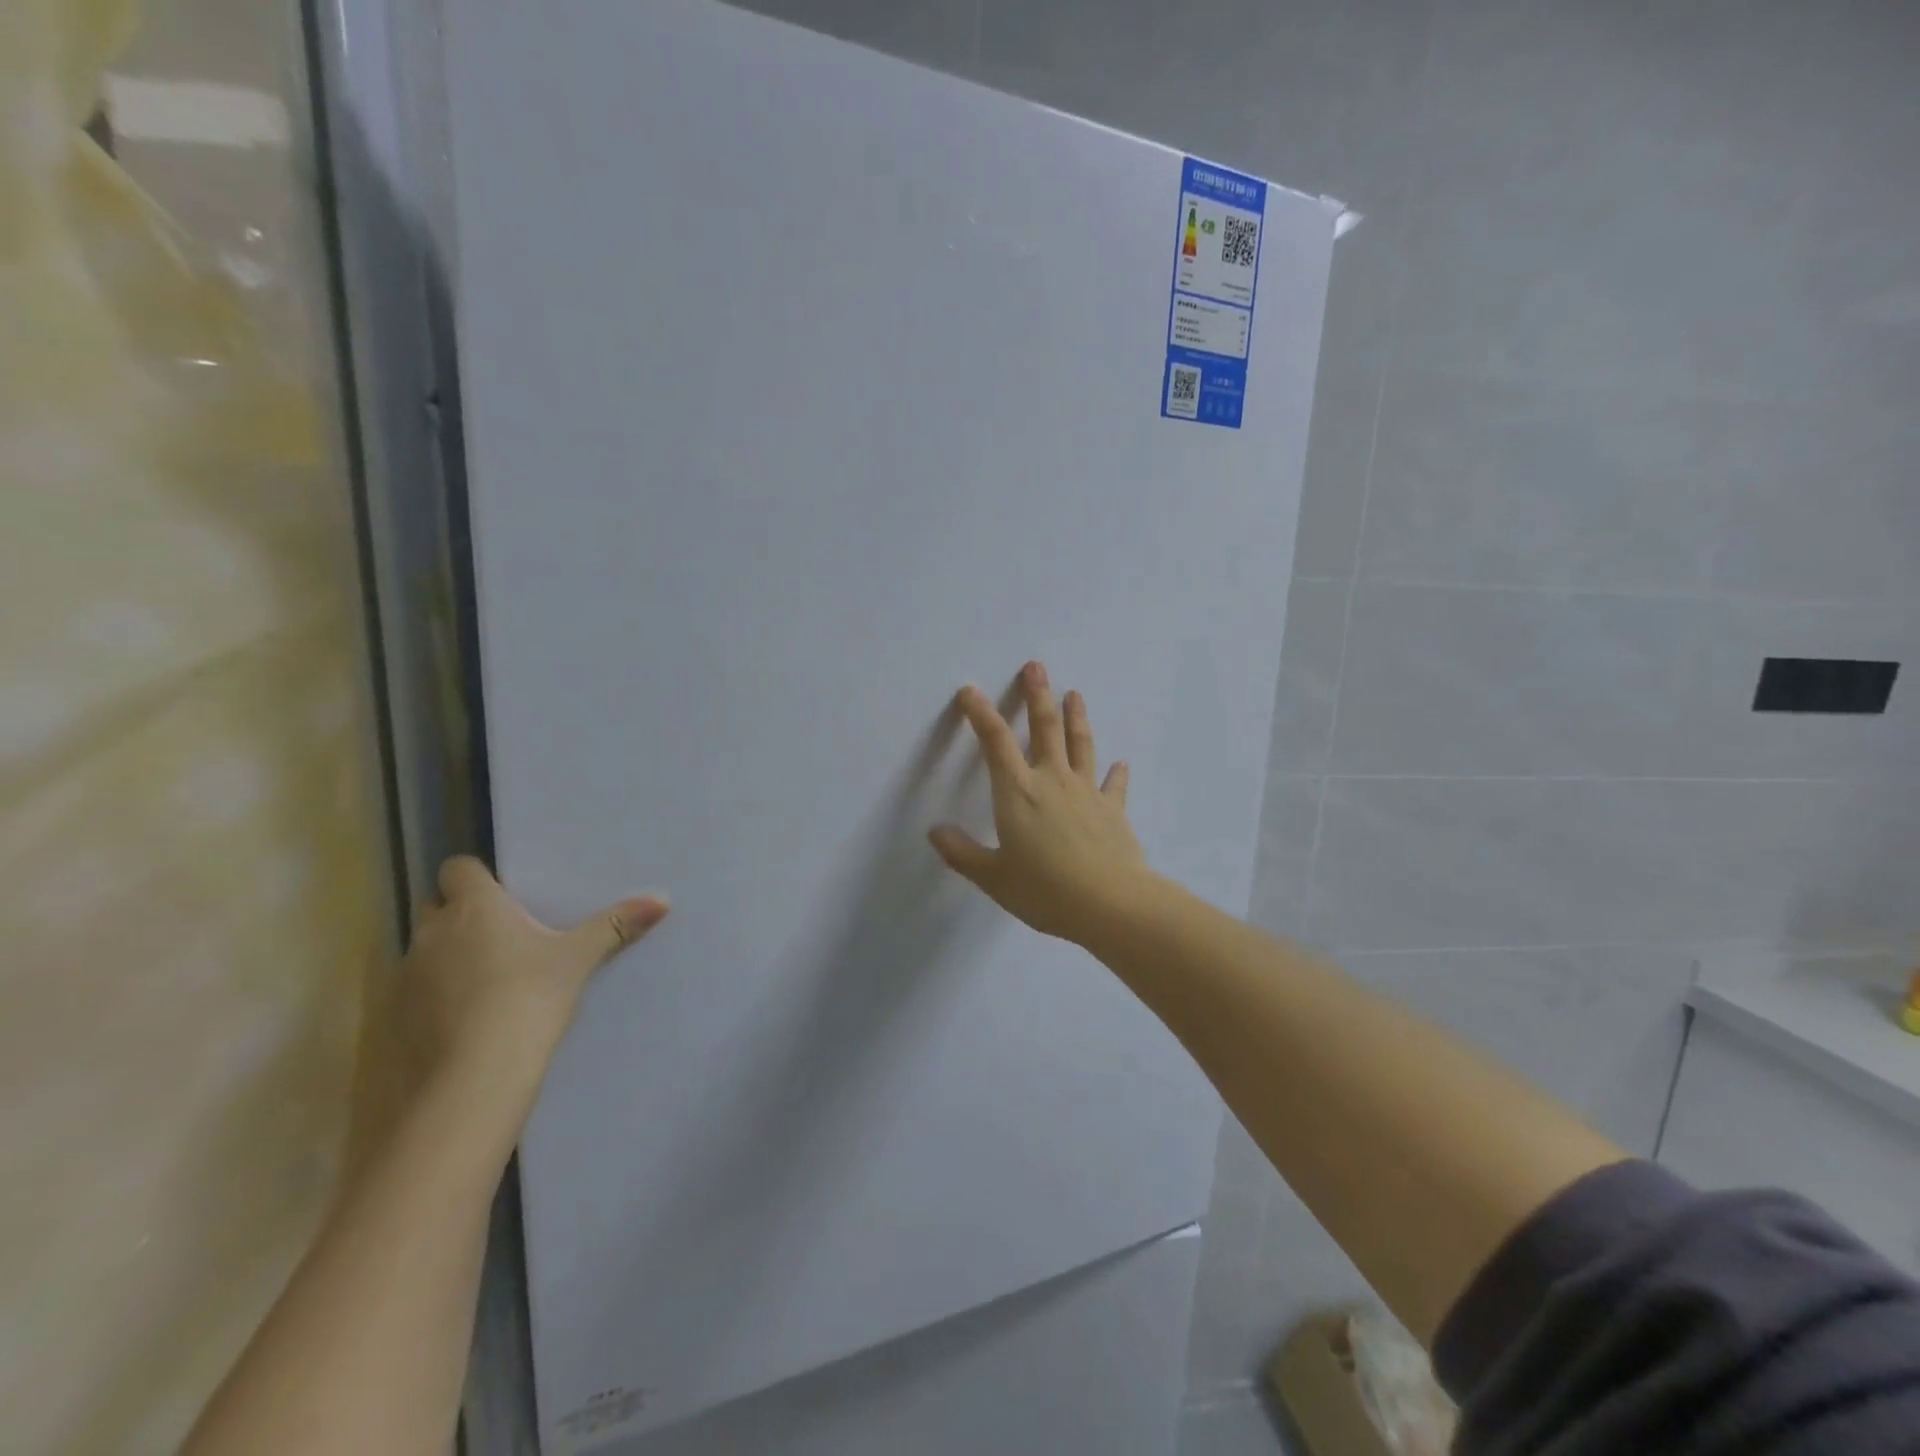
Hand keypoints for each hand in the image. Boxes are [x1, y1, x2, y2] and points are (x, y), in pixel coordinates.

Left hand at [399, 857, 667, 1096]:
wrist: (476, 1075)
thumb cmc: (529, 996)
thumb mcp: (579, 958)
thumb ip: (615, 926)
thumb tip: (662, 900)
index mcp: (475, 907)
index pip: (457, 869)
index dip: (476, 877)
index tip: (503, 892)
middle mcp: (434, 932)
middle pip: (435, 905)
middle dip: (459, 913)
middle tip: (501, 930)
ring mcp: (409, 975)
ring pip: (425, 947)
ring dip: (448, 953)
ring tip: (488, 974)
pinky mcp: (399, 1015)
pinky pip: (417, 988)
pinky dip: (438, 992)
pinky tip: (468, 1012)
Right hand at [929, 661, 1151, 945]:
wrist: (1110, 904)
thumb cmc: (1045, 890)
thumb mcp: (994, 877)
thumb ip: (963, 853)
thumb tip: (935, 831)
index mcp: (1017, 793)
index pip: (994, 742)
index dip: (980, 713)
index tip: (970, 690)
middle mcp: (1052, 781)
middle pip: (1044, 729)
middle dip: (1037, 695)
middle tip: (1036, 667)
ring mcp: (1086, 792)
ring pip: (1080, 745)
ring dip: (1076, 717)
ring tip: (1074, 693)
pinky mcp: (1113, 810)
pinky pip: (1113, 785)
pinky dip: (1116, 773)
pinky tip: (1120, 763)